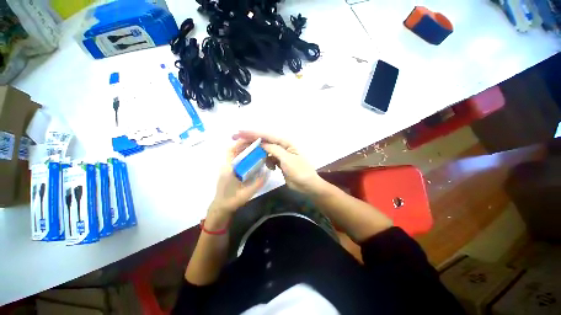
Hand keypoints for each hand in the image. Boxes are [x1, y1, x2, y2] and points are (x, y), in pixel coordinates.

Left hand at [207, 140, 264, 227]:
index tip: (251, 139)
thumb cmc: (232, 200)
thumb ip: (258, 182)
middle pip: (233, 150)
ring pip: (233, 154)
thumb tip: (268, 172)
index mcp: (228, 169)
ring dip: (243, 150)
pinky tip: (251, 158)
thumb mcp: (247, 192)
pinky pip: (235, 160)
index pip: (231, 150)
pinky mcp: (228, 171)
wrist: (221, 208)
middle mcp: (226, 166)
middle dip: (244, 145)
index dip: (240, 143)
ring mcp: (225, 168)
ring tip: (255, 149)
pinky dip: (242, 156)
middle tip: (257, 144)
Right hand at [233, 131, 326, 195]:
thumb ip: (274, 149)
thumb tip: (261, 143)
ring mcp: (280, 154)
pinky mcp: (279, 161)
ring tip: (249, 155)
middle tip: (236, 138)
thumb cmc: (300, 171)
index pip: (267, 136)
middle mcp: (282, 146)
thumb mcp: (286, 159)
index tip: (240, 132)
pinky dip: (266, 161)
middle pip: (264, 141)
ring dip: (258, 152)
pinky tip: (270, 168)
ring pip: (265, 150)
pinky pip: (268, 158)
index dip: (253, 133)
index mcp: (285, 142)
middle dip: (251, 139)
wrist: (307, 185)